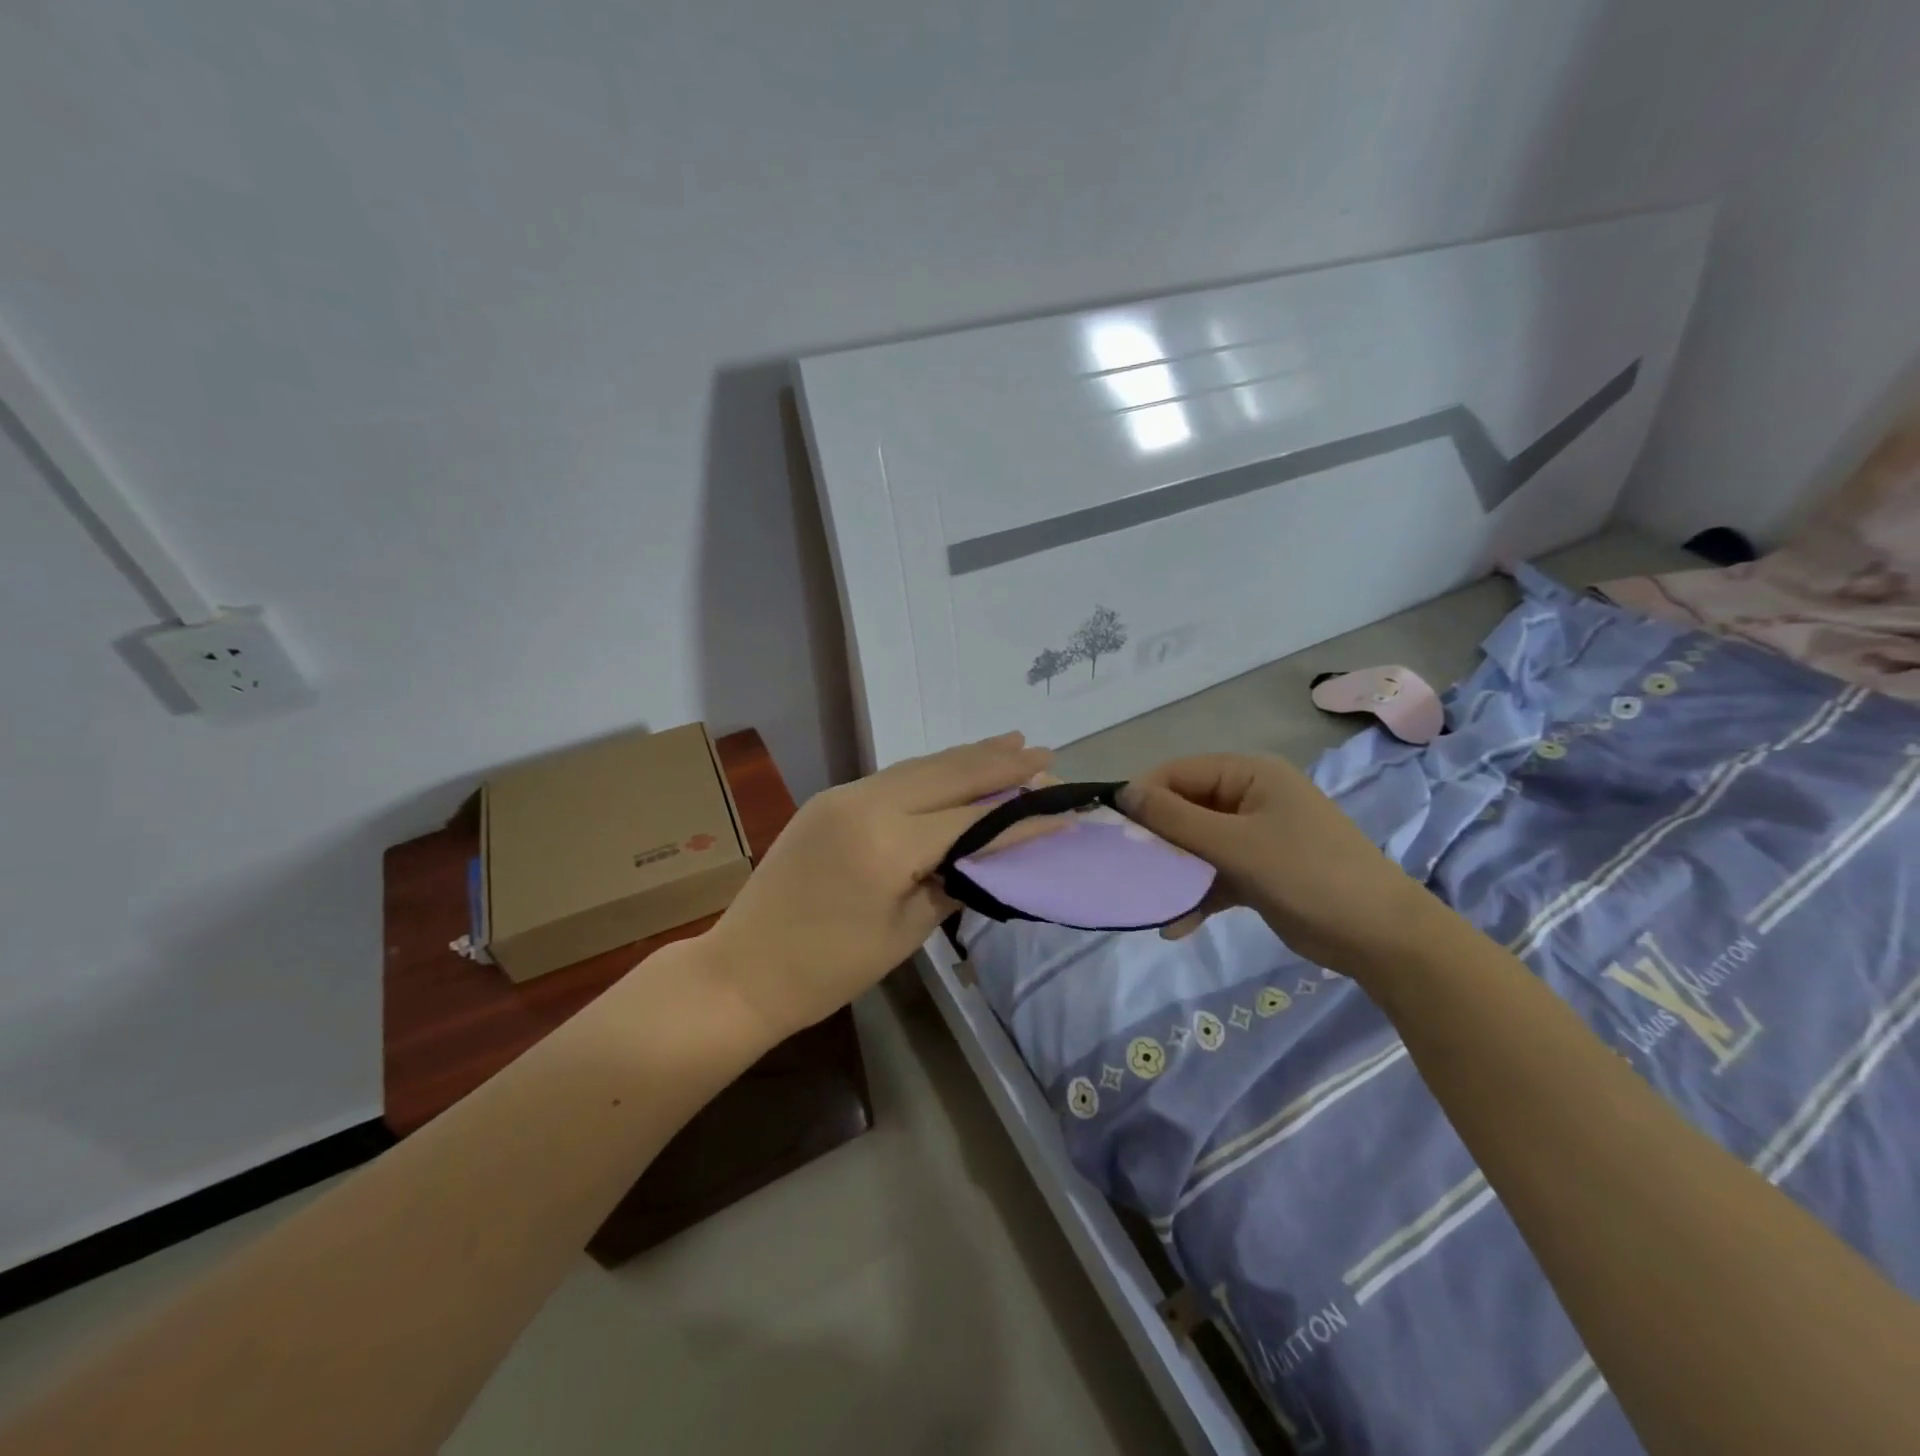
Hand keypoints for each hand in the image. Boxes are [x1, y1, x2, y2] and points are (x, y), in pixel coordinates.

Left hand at [704, 732, 1052, 1037]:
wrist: (744, 969)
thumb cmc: (829, 969)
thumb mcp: (906, 932)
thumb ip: (954, 880)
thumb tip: (993, 851)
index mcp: (887, 844)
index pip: (971, 821)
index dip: (1021, 815)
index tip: (1063, 807)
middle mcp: (867, 803)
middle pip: (948, 774)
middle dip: (1000, 765)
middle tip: (1045, 756)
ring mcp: (844, 794)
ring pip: (920, 766)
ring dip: (968, 756)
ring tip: (1012, 744)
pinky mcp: (830, 798)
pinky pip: (893, 776)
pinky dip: (932, 770)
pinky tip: (956, 766)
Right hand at [1119, 753, 1434, 974]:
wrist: (1382, 939)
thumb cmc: (1309, 876)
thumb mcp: (1237, 846)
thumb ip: (1176, 820)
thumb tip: (1123, 793)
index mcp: (1249, 775)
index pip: (1178, 773)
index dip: (1143, 797)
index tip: (1111, 831)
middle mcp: (1248, 798)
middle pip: (1183, 808)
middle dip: (1155, 840)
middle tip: (1124, 869)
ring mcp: (1254, 836)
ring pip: (1194, 844)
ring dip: (1172, 871)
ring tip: (1145, 899)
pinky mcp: (1257, 871)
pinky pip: (1212, 874)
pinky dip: (1194, 895)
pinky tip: (1174, 925)